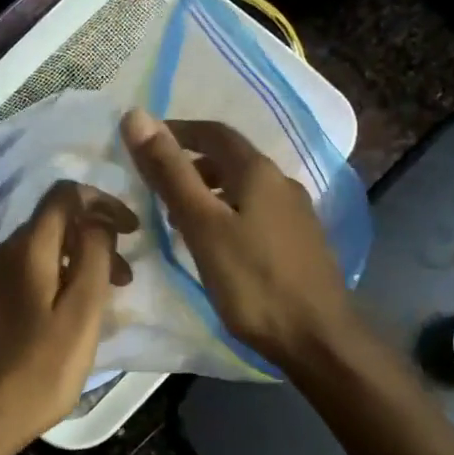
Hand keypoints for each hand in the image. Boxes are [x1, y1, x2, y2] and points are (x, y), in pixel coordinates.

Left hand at [0, 181, 135, 450]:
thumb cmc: (36, 372)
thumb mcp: (80, 316)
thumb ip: (93, 258)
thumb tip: (98, 221)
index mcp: (26, 250)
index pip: (64, 195)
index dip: (103, 202)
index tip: (131, 230)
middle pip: (49, 228)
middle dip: (91, 242)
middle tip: (122, 281)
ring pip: (30, 256)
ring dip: (67, 266)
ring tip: (90, 306)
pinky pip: (11, 280)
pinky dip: (40, 285)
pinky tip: (48, 322)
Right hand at [121, 109, 351, 371]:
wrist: (317, 337)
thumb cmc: (252, 281)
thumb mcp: (202, 225)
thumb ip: (170, 173)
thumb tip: (136, 116)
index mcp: (258, 172)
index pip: (213, 132)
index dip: (177, 132)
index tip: (144, 143)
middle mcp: (282, 183)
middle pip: (230, 159)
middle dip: (190, 164)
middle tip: (156, 185)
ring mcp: (296, 214)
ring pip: (243, 188)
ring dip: (209, 191)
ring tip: (177, 217)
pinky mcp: (299, 242)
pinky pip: (255, 212)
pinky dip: (228, 213)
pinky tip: (215, 242)